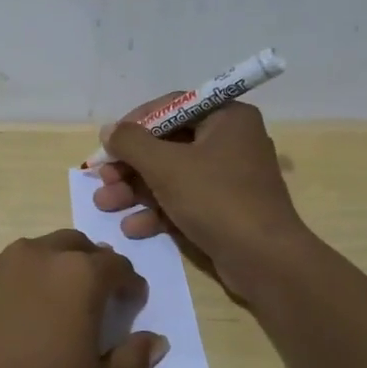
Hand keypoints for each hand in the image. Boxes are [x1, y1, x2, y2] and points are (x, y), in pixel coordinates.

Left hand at [0, 230, 167, 367]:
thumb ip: (134, 363)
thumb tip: (153, 340)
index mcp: (79, 276)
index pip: (116, 265)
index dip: (129, 282)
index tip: (132, 301)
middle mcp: (38, 256)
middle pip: (74, 245)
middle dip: (90, 263)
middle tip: (93, 294)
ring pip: (34, 253)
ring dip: (50, 269)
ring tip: (50, 303)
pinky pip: (0, 271)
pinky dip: (14, 284)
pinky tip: (9, 316)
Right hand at [92, 100, 311, 294]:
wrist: (264, 261)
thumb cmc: (216, 199)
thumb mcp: (166, 166)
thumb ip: (131, 143)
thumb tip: (109, 130)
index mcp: (227, 118)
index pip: (172, 106)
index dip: (135, 123)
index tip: (109, 143)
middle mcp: (230, 141)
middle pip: (167, 144)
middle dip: (130, 165)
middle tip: (102, 179)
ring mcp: (228, 178)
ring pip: (171, 175)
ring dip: (136, 190)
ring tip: (105, 205)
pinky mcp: (224, 209)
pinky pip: (184, 200)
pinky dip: (158, 211)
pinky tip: (133, 227)